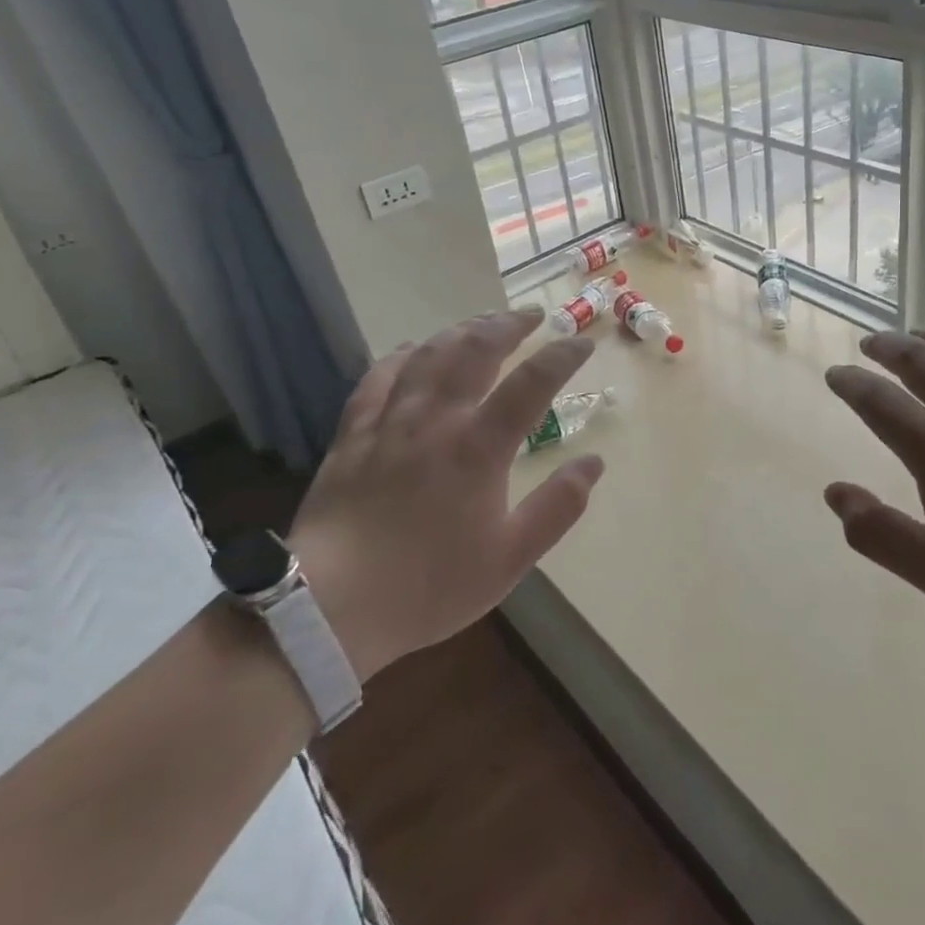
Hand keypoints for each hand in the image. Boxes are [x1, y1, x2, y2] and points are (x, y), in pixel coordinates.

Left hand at [289, 309, 604, 679]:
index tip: (583, 344)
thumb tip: (594, 462)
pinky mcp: (353, 434)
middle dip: (509, 325)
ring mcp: (391, 422)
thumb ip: (558, 506)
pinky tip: (412, 348)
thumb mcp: (511, 558)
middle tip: (532, 316)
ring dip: (462, 330)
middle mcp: (437, 419)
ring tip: (483, 323)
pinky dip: (401, 355)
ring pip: (429, 354)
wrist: (330, 607)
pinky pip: (378, 377)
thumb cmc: (429, 584)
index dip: (563, 356)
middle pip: (476, 350)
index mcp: (480, 447)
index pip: (533, 382)